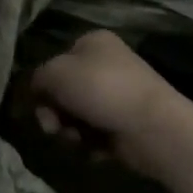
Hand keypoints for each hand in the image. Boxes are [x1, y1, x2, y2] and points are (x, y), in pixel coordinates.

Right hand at [27, 30, 184, 177]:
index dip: (44, 83)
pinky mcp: (127, 125)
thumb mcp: (55, 73)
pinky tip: (94, 149)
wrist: (155, 128)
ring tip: (76, 140)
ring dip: (69, 130)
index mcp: (93, 43)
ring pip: (78, 114)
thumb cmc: (101, 89)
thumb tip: (37, 90)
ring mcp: (119, 96)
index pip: (56, 60)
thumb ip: (37, 78)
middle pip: (65, 90)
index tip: (38, 102)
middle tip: (51, 127)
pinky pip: (97, 134)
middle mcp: (107, 65)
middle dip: (54, 112)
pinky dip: (91, 143)